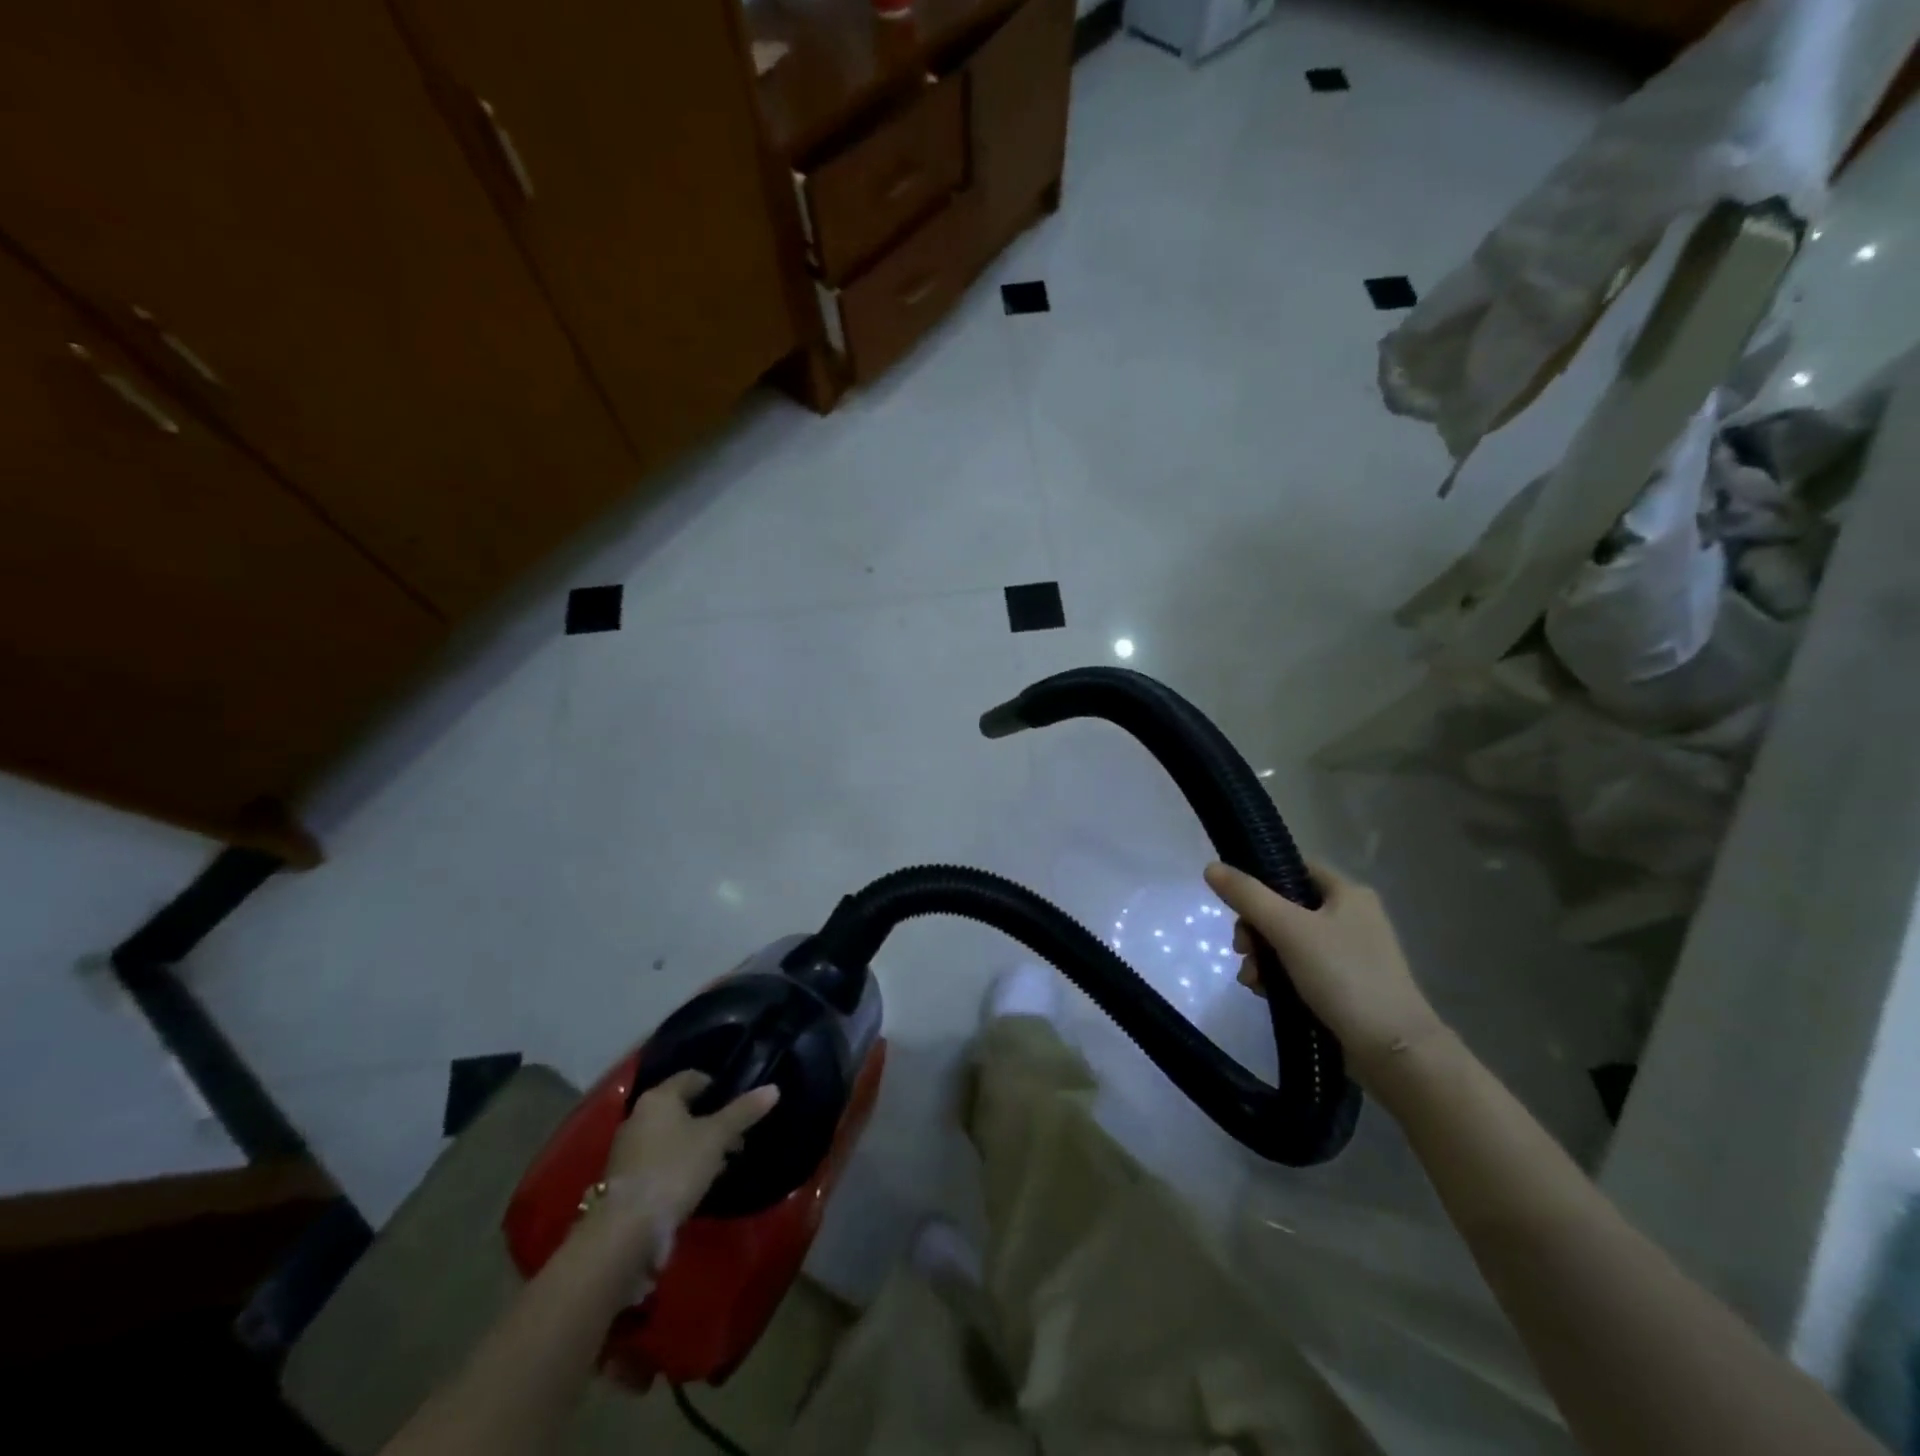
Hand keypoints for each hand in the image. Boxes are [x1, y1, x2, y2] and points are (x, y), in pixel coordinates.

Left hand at [604, 1071, 780, 1228]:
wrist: (628, 1230)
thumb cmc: (675, 1168)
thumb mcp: (716, 1137)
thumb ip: (743, 1112)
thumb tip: (773, 1088)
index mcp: (658, 1098)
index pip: (692, 1077)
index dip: (718, 1086)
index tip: (739, 1103)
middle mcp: (638, 1117)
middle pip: (682, 1108)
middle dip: (711, 1120)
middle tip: (737, 1136)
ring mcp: (629, 1151)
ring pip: (672, 1137)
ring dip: (697, 1146)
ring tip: (724, 1161)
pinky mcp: (627, 1181)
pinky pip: (661, 1162)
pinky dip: (681, 1166)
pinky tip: (700, 1182)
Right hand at [1204, 860, 1445, 1089]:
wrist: (1393, 1050)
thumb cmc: (1343, 976)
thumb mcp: (1289, 930)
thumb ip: (1248, 896)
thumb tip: (1211, 867)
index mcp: (1347, 893)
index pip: (1294, 869)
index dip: (1262, 880)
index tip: (1238, 905)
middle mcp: (1351, 917)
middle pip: (1285, 907)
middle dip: (1255, 929)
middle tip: (1242, 950)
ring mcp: (1349, 953)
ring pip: (1288, 941)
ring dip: (1261, 957)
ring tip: (1251, 980)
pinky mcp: (1344, 985)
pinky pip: (1299, 969)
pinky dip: (1278, 977)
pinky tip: (1264, 993)